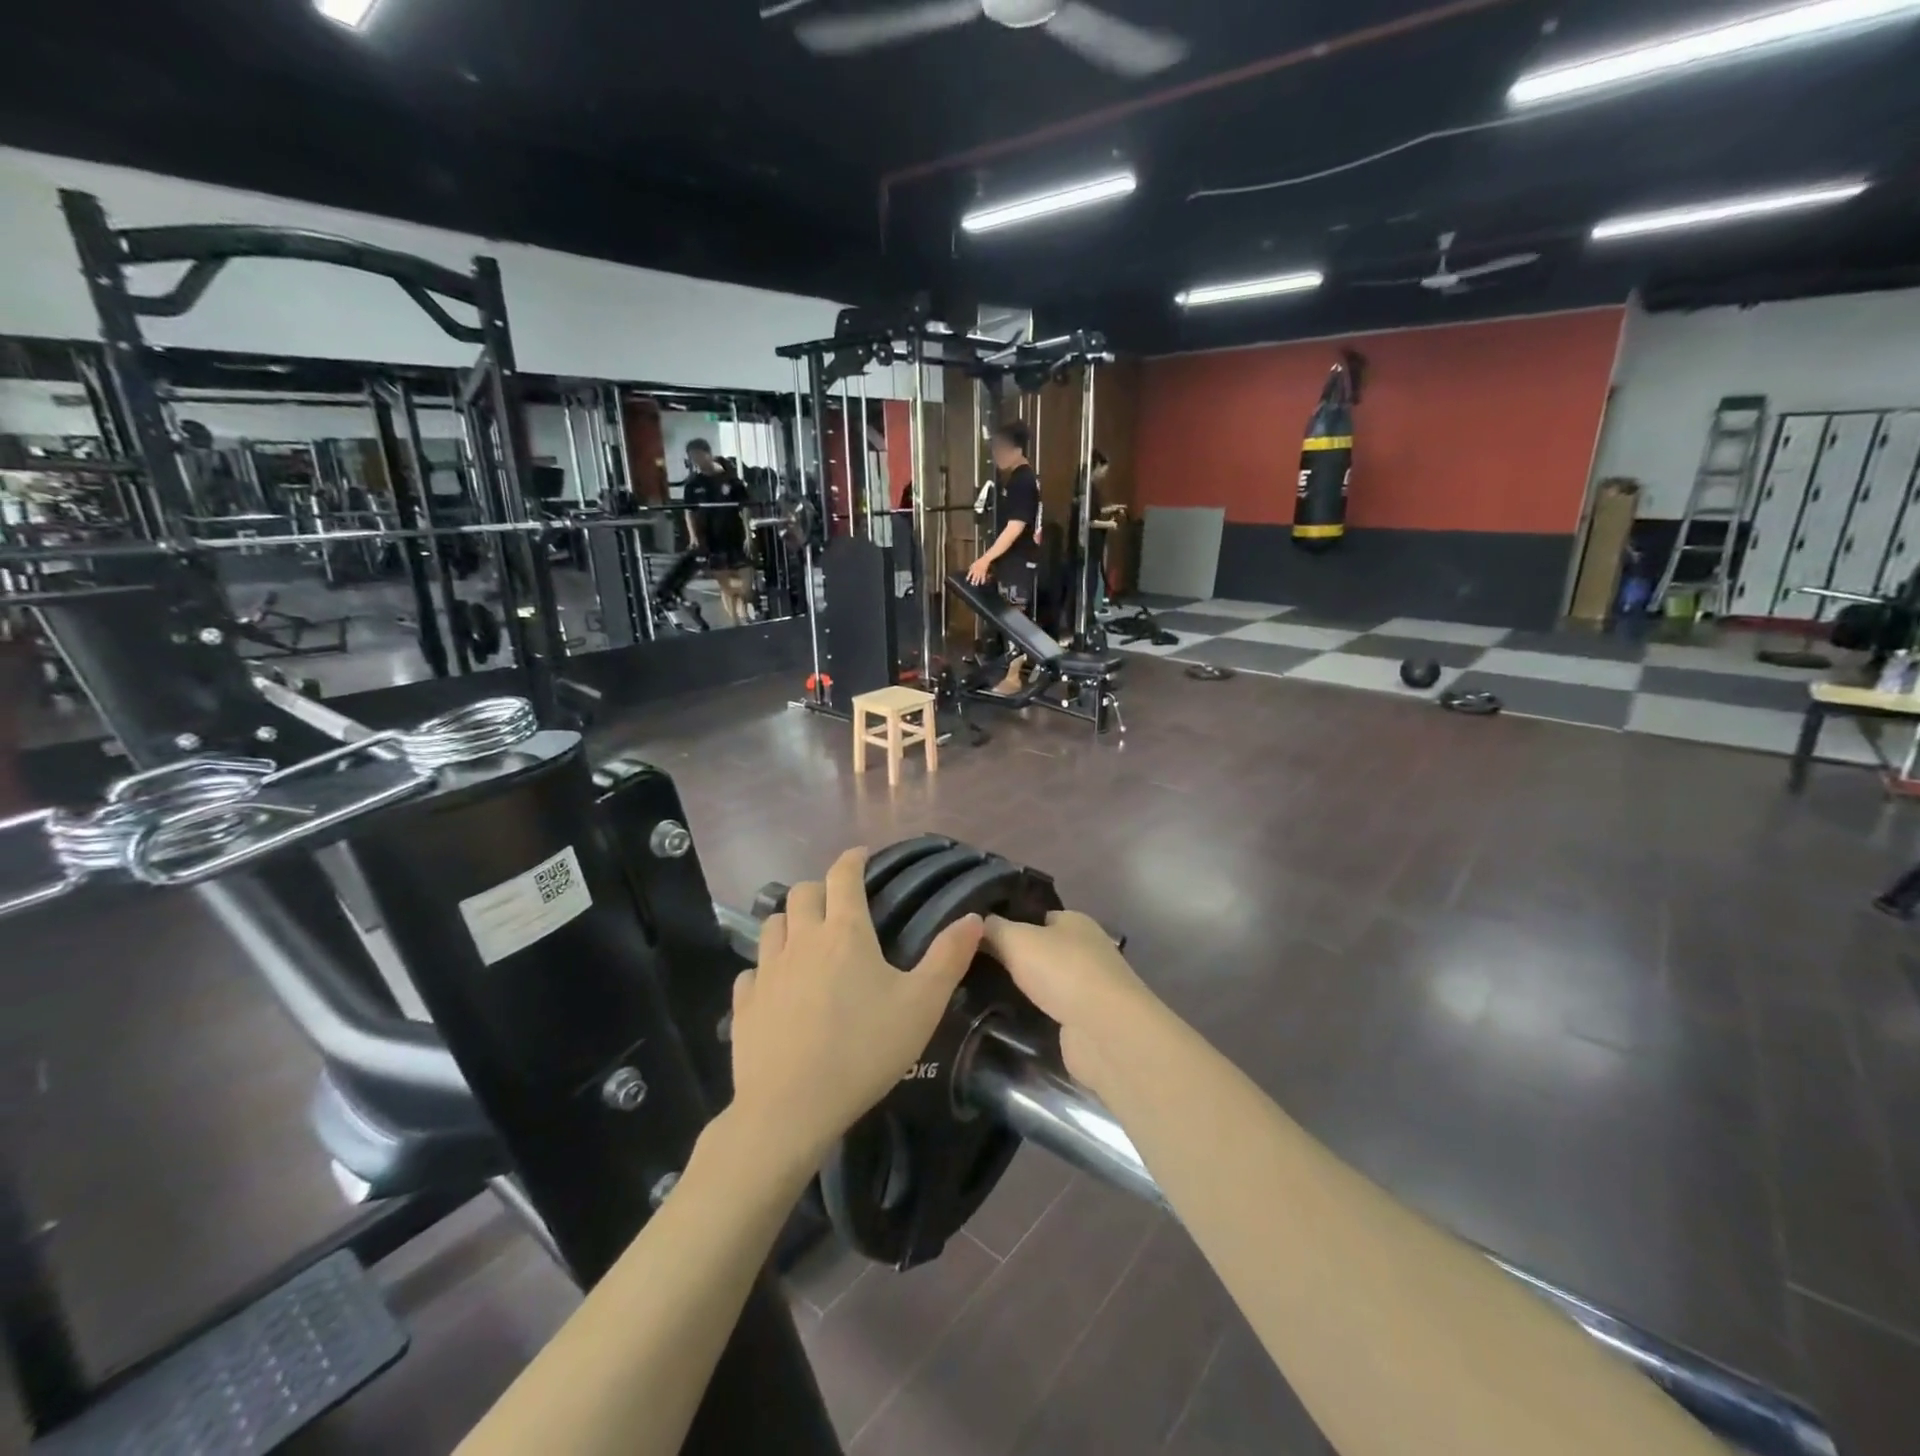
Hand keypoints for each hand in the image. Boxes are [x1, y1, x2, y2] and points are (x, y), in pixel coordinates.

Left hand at [731, 848, 982, 1166]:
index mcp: (845, 933)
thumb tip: (974, 917)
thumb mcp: (922, 1005)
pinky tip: (776, 984)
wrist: (791, 1107)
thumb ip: (949, 957)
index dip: (852, 859)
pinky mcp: (745, 1003)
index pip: (843, 876)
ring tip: (806, 935)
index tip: (861, 854)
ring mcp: (767, 970)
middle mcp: (802, 940)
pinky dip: (766, 966)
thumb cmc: (864, 1050)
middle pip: (803, 893)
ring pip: (773, 924)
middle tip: (837, 901)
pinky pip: (752, 970)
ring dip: (790, 920)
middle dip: (820, 887)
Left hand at [966, 556, 992, 585]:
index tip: (967, 580)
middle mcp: (976, 572)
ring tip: (976, 585)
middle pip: (974, 577)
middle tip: (972, 584)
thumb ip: (971, 567)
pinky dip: (983, 581)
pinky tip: (982, 583)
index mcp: (973, 569)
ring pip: (978, 579)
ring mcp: (980, 573)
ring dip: (977, 582)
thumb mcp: (973, 564)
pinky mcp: (984, 573)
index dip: (968, 577)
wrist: (984, 560)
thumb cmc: (979, 561)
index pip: (969, 574)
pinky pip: (983, 578)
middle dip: (973, 581)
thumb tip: (969, 570)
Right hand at [983, 912, 1163, 1094]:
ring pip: (1046, 983)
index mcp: (1075, 921)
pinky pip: (1051, 1012)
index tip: (977, 938)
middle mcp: (1086, 950)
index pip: (1038, 917)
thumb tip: (978, 922)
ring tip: (979, 994)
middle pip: (1042, 950)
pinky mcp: (1085, 1023)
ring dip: (1023, 990)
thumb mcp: (1017, 939)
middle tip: (973, 967)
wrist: (1103, 1032)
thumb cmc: (1062, 971)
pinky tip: (1005, 1019)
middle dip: (1014, 960)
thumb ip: (994, 929)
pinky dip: (1034, 1016)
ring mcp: (1088, 988)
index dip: (1010, 924)